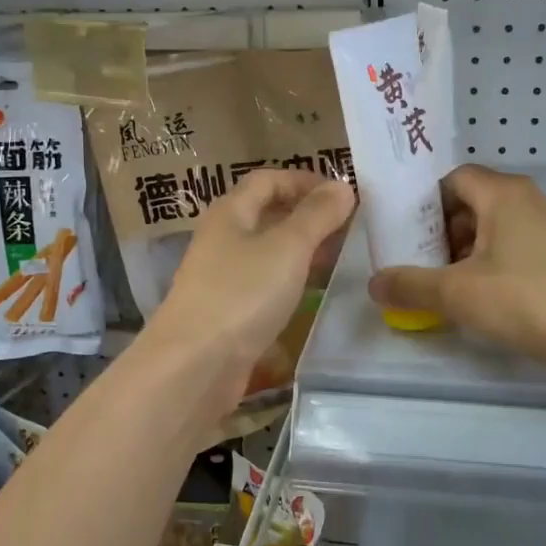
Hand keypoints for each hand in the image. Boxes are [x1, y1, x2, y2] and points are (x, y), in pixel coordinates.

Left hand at [144, 169, 355, 404]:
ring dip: (303, 252)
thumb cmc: (241, 295)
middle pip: (267, 215)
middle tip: (351, 230)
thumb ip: (316, 216)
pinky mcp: (228, 313)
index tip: (343, 196)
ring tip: (342, 261)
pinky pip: (265, 286)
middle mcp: (222, 239)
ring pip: (268, 253)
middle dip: (309, 217)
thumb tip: (342, 186)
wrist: (194, 365)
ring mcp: (223, 278)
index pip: (268, 180)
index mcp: (230, 213)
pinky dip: (291, 283)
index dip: (305, 181)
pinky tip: (315, 296)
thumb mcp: (287, 248)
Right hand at [368, 164, 545, 373]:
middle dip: (439, 232)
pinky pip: (512, 251)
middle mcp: (527, 201)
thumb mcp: (457, 293)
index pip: (452, 178)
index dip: (423, 202)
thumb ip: (410, 285)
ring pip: (492, 230)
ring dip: (463, 254)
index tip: (402, 232)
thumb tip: (374, 284)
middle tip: (415, 262)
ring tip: (441, 286)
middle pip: (470, 204)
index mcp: (502, 194)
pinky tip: (477, 300)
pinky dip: (489, 268)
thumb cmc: (526, 298)